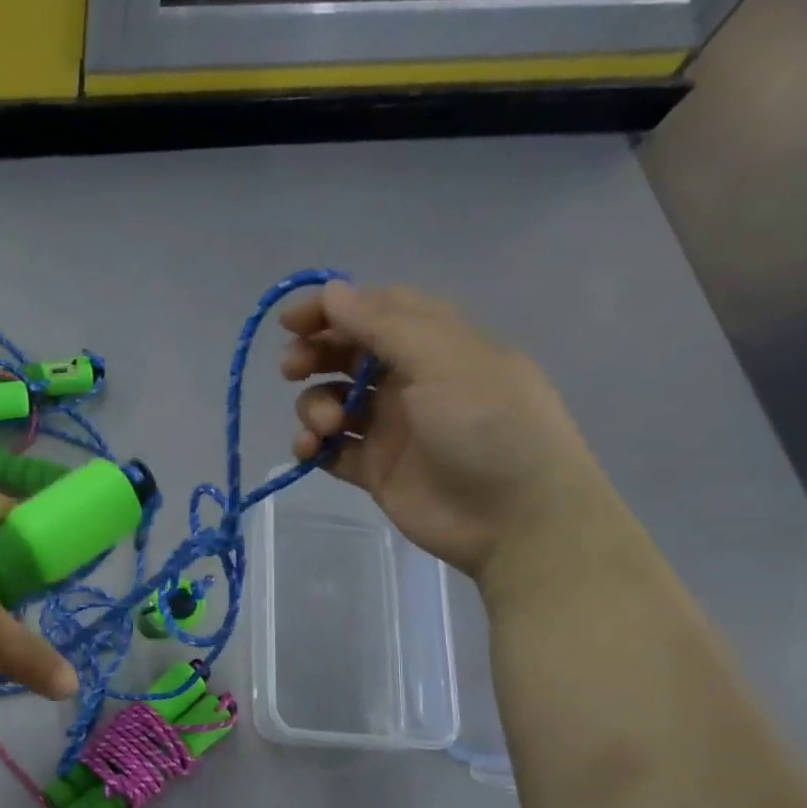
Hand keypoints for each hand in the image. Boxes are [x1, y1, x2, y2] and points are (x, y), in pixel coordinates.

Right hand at [282, 282, 616, 580]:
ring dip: (314, 405)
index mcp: (435, 343)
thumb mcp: (443, 360)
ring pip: (332, 400)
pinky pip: (330, 449)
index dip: (332, 309)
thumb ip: (383, 324)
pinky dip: (312, 446)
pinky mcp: (374, 469)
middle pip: (347, 353)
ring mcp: (390, 426)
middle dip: (314, 354)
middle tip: (292, 368)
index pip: (375, 309)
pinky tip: (311, 451)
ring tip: (326, 426)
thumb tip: (331, 289)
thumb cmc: (489, 425)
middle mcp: (410, 379)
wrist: (515, 518)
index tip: (291, 321)